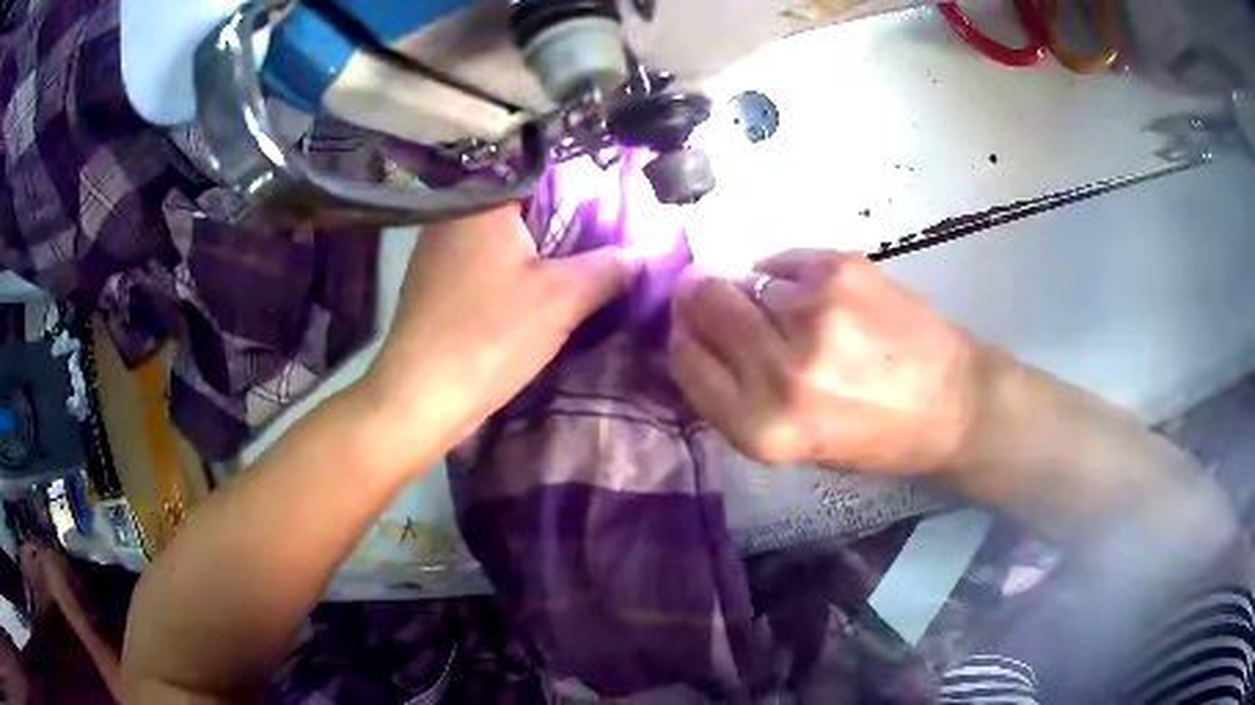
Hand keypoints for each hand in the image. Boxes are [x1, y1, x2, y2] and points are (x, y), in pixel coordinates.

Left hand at [360, 204, 638, 465]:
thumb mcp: (562, 297)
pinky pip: (486, 265)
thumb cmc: (489, 335)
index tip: (618, 212)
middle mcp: (454, 216)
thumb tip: (639, 254)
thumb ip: (608, 267)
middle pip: (524, 209)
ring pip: (505, 241)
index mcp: (481, 201)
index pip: (545, 175)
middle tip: (608, 242)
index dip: (587, 191)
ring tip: (583, 267)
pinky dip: (514, 275)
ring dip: (540, 254)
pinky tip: (537, 294)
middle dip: (566, 226)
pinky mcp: (435, 285)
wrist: (420, 398)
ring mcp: (439, 252)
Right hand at [669, 250, 977, 473]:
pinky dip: (789, 277)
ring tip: (794, 312)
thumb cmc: (873, 438)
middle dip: (703, 299)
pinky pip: (783, 262)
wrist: (952, 403)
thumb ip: (736, 394)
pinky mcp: (841, 269)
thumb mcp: (791, 445)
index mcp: (763, 426)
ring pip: (743, 278)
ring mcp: (814, 311)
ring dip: (753, 292)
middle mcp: (781, 368)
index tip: (692, 328)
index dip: (683, 336)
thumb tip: (696, 330)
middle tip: (725, 302)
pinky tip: (821, 298)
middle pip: (703, 303)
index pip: (685, 358)